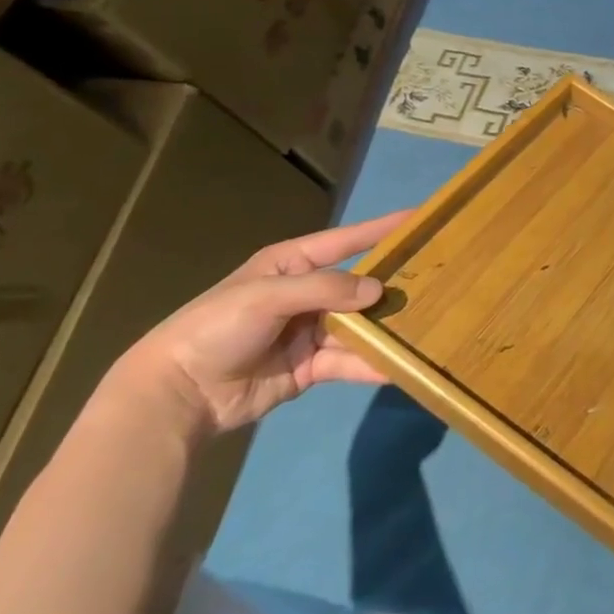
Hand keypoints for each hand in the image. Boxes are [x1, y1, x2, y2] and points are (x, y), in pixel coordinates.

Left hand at [113, 212, 410, 437]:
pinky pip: (348, 361)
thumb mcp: (268, 295)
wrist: (177, 394)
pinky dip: (371, 364)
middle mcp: (306, 294)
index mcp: (291, 264)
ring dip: (385, 327)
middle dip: (392, 283)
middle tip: (436, 277)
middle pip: (358, 285)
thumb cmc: (217, 327)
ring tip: (426, 324)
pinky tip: (400, 366)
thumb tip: (377, 290)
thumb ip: (326, 288)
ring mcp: (309, 332)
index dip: (381, 229)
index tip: (419, 218)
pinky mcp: (309, 367)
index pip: (346, 240)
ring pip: (358, 325)